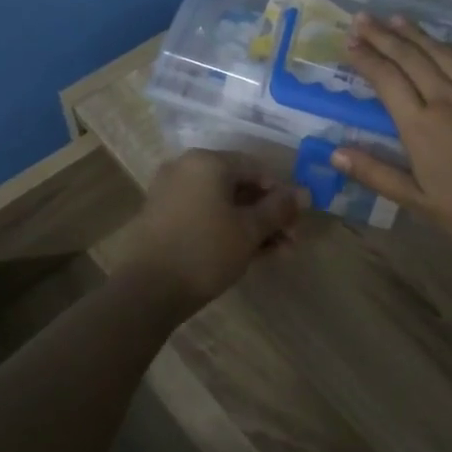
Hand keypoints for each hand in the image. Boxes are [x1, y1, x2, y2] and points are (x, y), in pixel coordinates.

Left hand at [109, 149, 299, 313]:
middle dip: (268, 215)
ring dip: (252, 226)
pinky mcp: (162, 219)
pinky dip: (227, 230)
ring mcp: (171, 194)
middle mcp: (186, 169)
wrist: (146, 290)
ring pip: (222, 205)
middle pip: (239, 187)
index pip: (256, 168)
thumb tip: (305, 193)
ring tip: (276, 254)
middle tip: (290, 242)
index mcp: (207, 162)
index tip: (296, 222)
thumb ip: (279, 209)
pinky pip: (204, 216)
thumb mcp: (250, 230)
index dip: (281, 194)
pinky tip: (249, 255)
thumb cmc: (205, 251)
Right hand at [334, 14, 451, 255]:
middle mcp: (448, 98)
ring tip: (396, 18)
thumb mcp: (419, 202)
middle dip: (383, 35)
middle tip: (363, 18)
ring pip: (443, 52)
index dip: (366, 58)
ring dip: (417, 33)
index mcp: (421, 126)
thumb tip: (335, 153)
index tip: (349, 42)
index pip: (386, 79)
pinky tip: (446, 42)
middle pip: (410, 57)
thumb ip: (376, 174)